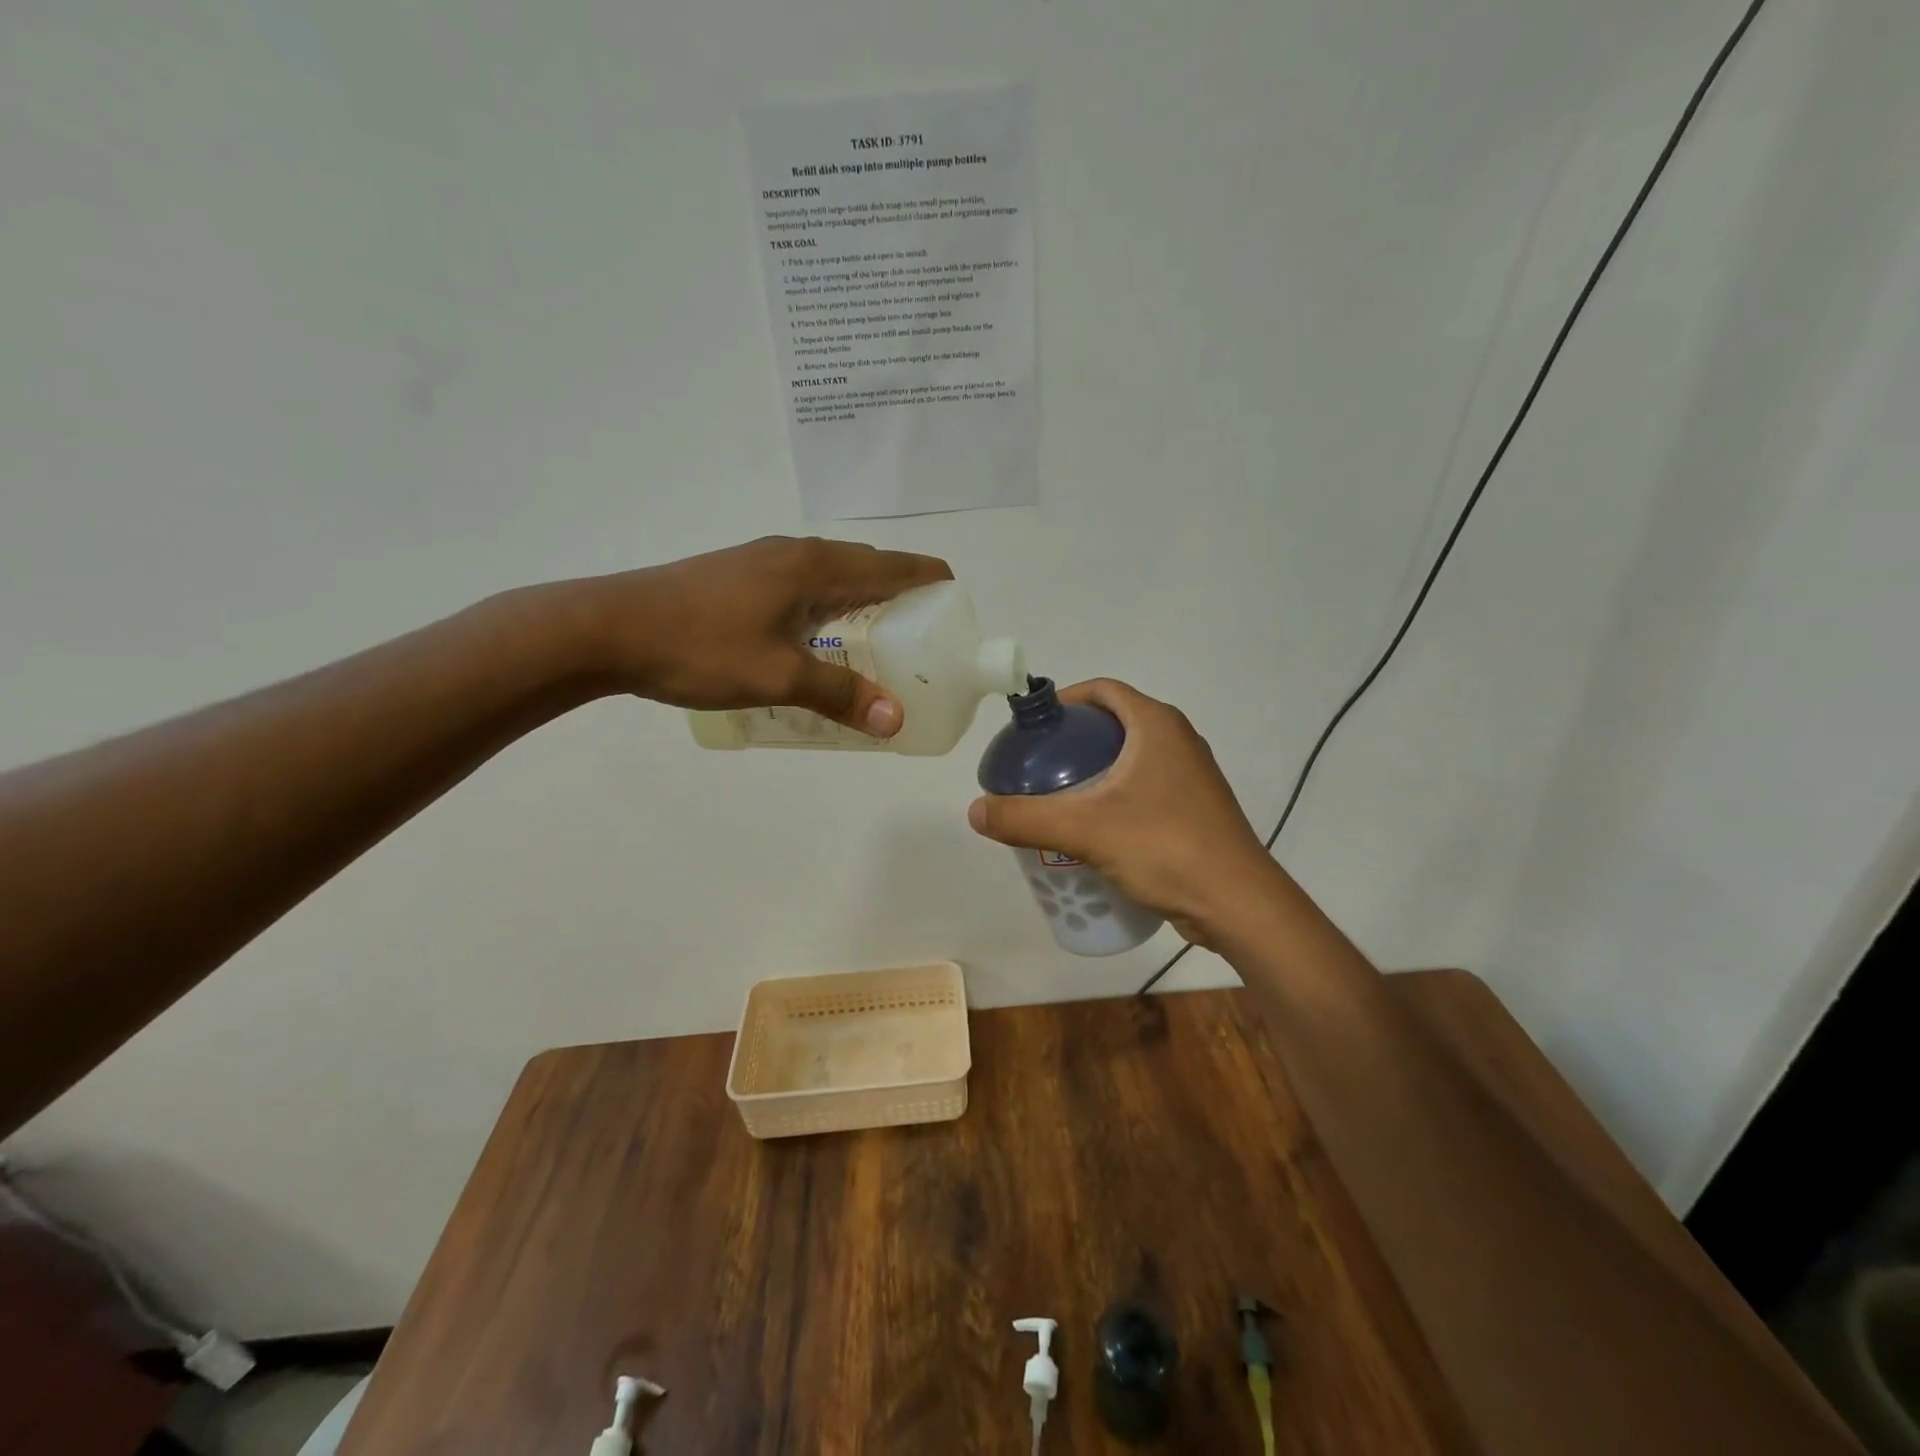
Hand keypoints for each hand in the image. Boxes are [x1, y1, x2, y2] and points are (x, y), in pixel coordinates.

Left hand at [564, 536, 951, 736]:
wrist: (607, 629)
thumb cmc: (699, 648)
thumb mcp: (777, 677)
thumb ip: (840, 696)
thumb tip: (895, 720)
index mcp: (812, 566)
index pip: (888, 564)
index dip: (926, 577)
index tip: (953, 597)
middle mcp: (792, 553)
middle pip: (863, 565)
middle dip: (898, 593)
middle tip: (919, 634)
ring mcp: (761, 560)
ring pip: (829, 575)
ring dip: (859, 600)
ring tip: (875, 640)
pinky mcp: (737, 576)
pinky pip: (801, 585)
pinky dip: (826, 606)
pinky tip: (815, 639)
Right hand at [966, 679, 1277, 943]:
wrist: (1237, 903)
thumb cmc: (1164, 848)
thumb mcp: (1085, 830)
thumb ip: (1025, 819)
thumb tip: (975, 811)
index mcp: (1157, 725)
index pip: (1103, 690)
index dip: (1065, 702)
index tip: (1034, 729)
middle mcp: (1179, 740)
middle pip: (1114, 725)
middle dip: (1074, 743)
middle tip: (1038, 769)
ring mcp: (1191, 776)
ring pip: (1130, 760)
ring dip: (1094, 773)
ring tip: (1058, 800)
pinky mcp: (1195, 809)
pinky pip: (1145, 788)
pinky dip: (1116, 797)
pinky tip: (1094, 831)